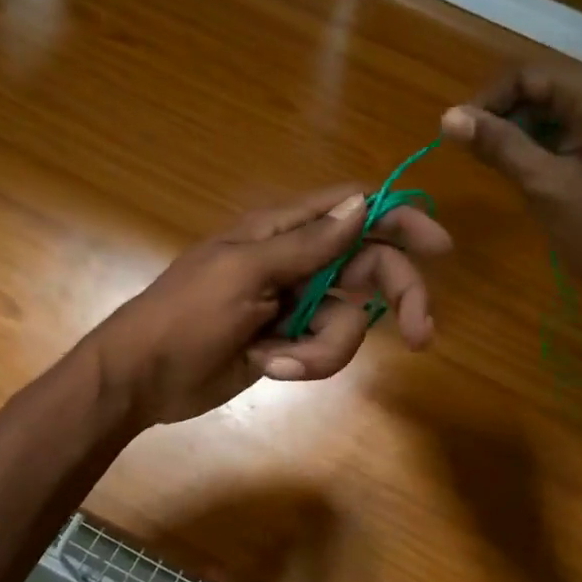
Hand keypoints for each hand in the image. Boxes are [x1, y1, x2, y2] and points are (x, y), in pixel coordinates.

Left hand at [86, 184, 452, 426]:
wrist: (142, 378)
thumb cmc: (184, 315)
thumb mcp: (243, 274)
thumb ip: (306, 244)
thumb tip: (361, 203)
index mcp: (282, 231)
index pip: (353, 209)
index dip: (398, 218)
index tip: (438, 247)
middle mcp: (297, 262)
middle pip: (369, 268)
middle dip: (395, 299)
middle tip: (420, 335)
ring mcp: (295, 304)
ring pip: (350, 319)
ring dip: (325, 347)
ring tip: (279, 359)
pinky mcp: (290, 342)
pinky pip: (325, 349)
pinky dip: (305, 362)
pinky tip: (268, 365)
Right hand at [441, 67, 581, 333]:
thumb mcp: (546, 186)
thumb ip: (500, 146)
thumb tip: (449, 118)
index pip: (533, 75)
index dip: (490, 97)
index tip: (458, 131)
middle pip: (549, 88)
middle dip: (505, 113)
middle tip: (471, 147)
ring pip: (560, 113)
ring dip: (522, 131)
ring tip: (491, 160)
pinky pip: (576, 135)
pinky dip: (546, 146)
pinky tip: (525, 171)